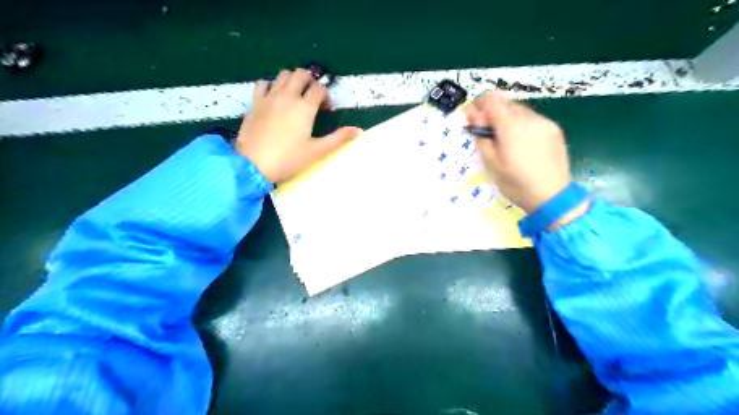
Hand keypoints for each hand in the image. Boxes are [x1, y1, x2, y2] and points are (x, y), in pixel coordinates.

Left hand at [238, 68, 362, 181]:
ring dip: (292, 79)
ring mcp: (269, 97)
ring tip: (294, 94)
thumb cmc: (289, 159)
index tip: (326, 108)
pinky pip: (263, 83)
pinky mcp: (255, 103)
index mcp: (304, 107)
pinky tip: (274, 96)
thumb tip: (358, 130)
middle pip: (301, 74)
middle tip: (312, 95)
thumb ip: (338, 138)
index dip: (325, 95)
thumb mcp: (317, 151)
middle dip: (310, 80)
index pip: (319, 89)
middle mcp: (287, 96)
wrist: (254, 164)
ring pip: (282, 75)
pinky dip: (271, 85)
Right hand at [464, 92, 573, 216]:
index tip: (472, 117)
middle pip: (506, 102)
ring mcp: (545, 122)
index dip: (478, 104)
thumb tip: (473, 115)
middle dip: (492, 112)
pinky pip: (532, 118)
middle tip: (486, 132)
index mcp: (512, 127)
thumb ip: (482, 136)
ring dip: (507, 118)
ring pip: (520, 109)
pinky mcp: (554, 129)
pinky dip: (521, 124)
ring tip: (504, 139)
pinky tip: (521, 143)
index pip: (492, 100)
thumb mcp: (491, 163)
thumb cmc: (516, 184)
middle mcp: (530, 118)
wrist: (552, 197)